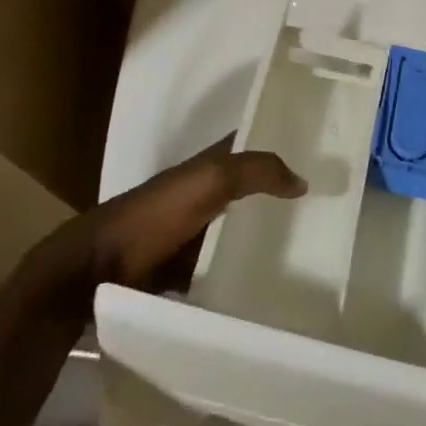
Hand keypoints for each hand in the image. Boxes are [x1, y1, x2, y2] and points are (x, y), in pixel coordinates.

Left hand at [19, 137, 303, 308]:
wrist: (96, 272)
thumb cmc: (154, 217)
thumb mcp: (208, 180)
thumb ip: (254, 171)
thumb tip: (303, 181)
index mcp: (207, 165)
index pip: (251, 144)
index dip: (282, 141)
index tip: (323, 153)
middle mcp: (203, 193)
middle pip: (251, 188)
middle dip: (282, 193)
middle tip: (329, 208)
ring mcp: (194, 233)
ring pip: (240, 228)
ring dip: (266, 235)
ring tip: (314, 248)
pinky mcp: (187, 270)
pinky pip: (225, 266)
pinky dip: (245, 271)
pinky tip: (275, 284)